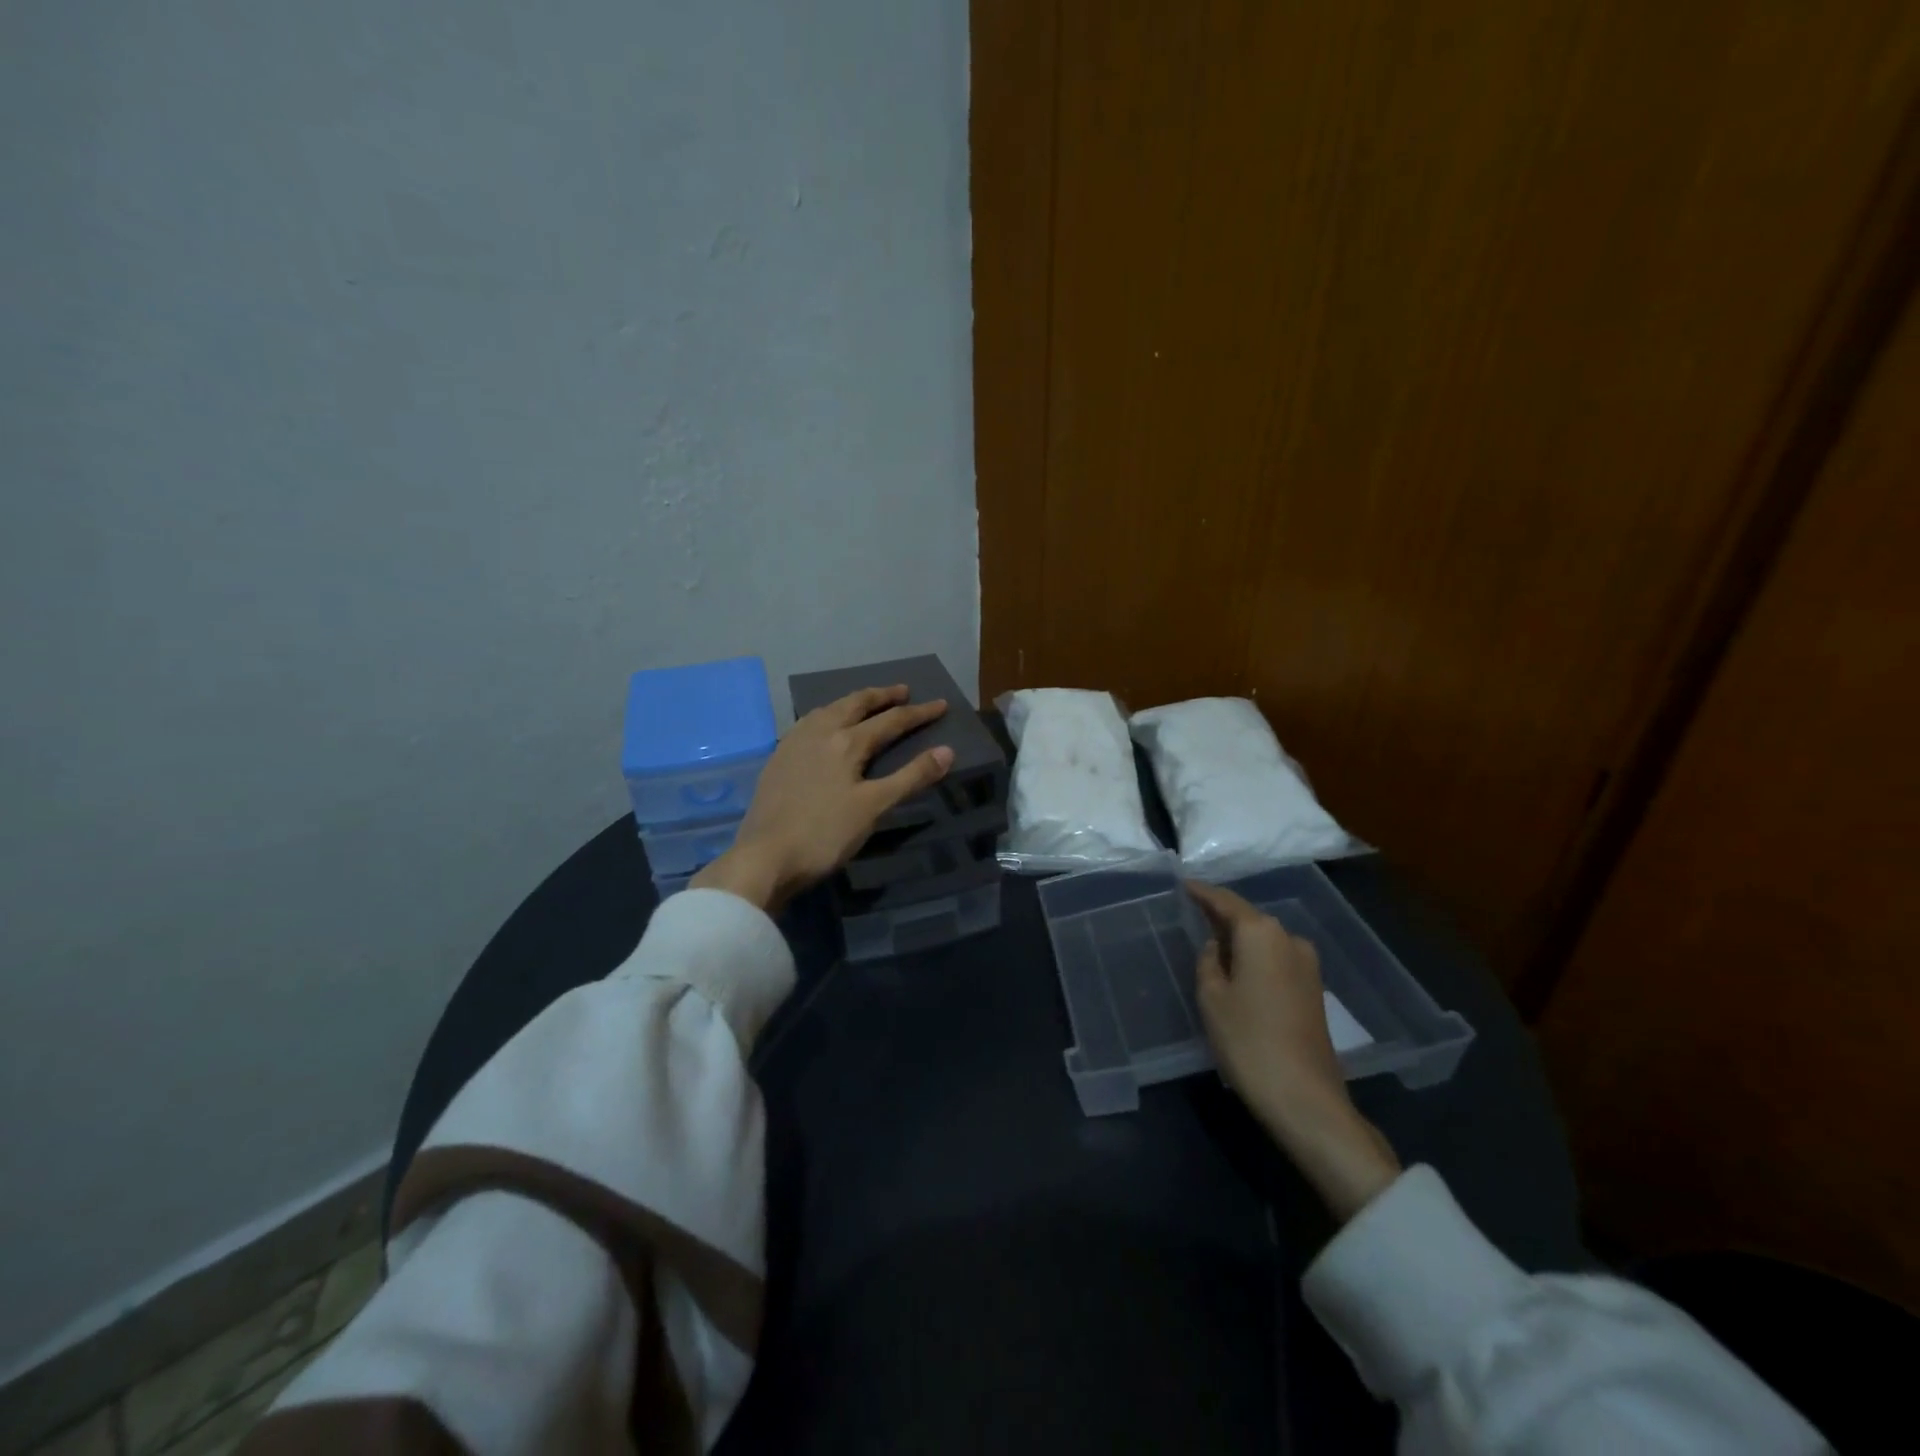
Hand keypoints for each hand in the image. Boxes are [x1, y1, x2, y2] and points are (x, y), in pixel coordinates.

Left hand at [690, 685, 953, 914]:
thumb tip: (946, 751)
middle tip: (902, 691)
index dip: (919, 713)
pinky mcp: (778, 759)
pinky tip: (822, 728)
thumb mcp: (874, 807)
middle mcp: (820, 733)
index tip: (941, 705)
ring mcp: (794, 744)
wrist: (765, 857)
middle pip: (855, 704)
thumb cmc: (825, 834)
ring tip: (864, 703)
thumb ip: (911, 777)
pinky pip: (808, 723)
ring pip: (827, 710)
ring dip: (851, 702)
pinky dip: (827, 716)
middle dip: (882, 696)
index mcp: (847, 742)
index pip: (891, 721)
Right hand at [1187, 880, 1400, 1221]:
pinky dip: (1254, 958)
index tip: (1184, 884)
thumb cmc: (1248, 1040)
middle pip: (1249, 919)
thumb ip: (1208, 962)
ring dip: (1239, 940)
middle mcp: (1289, 939)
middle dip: (1221, 916)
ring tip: (1211, 945)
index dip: (1203, 893)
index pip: (1226, 902)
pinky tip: (1237, 970)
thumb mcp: (1212, 997)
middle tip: (1193, 914)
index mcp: (1262, 933)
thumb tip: (1215, 948)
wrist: (1305, 1098)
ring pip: (1264, 940)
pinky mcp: (1314, 990)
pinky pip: (1276, 960)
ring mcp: (1307, 966)